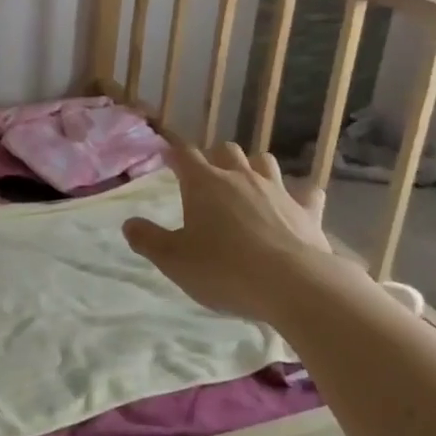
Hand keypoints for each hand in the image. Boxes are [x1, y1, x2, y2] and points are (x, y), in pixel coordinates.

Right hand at [123, 142, 344, 320]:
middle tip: (207, 177)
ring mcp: (277, 190)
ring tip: (247, 183)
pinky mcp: (307, 210)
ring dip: (253, 167)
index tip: (167, 156)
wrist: (292, 284)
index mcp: (204, 184)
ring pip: (264, 161)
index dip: (174, 154)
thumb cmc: (224, 270)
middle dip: (215, 157)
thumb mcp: (174, 260)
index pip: (184, 155)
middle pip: (226, 150)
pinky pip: (307, 192)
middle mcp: (240, 177)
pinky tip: (297, 204)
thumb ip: (148, 240)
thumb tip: (128, 223)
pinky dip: (299, 195)